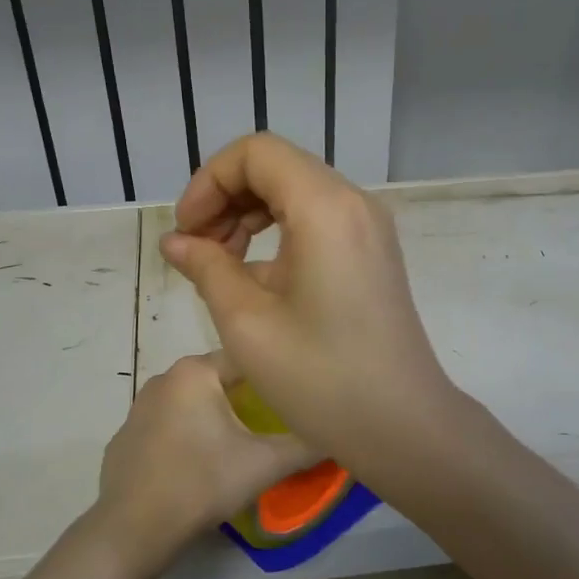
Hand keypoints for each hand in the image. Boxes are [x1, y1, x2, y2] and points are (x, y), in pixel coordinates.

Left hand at [94, 351, 319, 572]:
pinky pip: (166, 427)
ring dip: (213, 416)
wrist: (134, 529)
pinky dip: (184, 437)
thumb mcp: (266, 463)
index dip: (274, 374)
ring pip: (191, 402)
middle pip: (218, 379)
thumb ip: (307, 444)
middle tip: (272, 423)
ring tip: (238, 445)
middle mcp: (164, 378)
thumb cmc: (203, 482)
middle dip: (244, 397)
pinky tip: (196, 465)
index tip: (294, 394)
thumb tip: (339, 434)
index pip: (247, 357)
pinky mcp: (125, 437)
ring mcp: (138, 407)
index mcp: (195, 371)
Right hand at [158, 134, 459, 471]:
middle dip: (226, 197)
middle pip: (277, 167)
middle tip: (198, 250)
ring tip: (221, 265)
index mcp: (325, 207)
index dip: (208, 182)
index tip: (186, 231)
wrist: (403, 424)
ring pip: (297, 192)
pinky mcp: (373, 253)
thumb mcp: (247, 323)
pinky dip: (280, 233)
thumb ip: (206, 268)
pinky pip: (318, 220)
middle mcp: (354, 203)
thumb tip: (176, 242)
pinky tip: (257, 279)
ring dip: (250, 215)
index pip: (255, 153)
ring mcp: (369, 228)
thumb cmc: (322, 378)